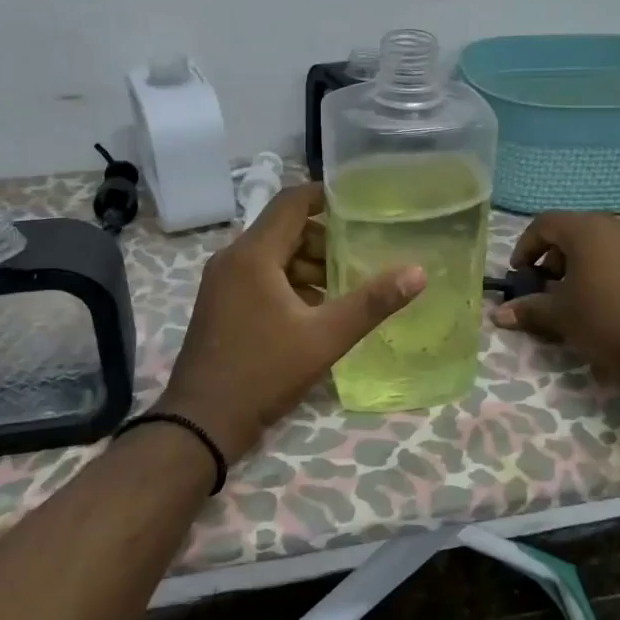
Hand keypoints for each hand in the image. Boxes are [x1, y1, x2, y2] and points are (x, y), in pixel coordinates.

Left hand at [159, 183, 425, 462]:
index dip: (326, 196)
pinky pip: (260, 277)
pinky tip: (315, 311)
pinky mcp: (220, 304)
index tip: (361, 206)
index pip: (291, 202)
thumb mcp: (325, 338)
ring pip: (273, 256)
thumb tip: (417, 272)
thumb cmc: (263, 373)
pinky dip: (289, 283)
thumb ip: (372, 303)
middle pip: (284, 229)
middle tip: (360, 258)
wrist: (201, 423)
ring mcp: (222, 283)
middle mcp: (232, 259)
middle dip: (324, 240)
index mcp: (253, 255)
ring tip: (344, 289)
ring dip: (308, 265)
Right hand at [495, 212, 619, 381]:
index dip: (526, 247)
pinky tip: (599, 298)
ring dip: (577, 263)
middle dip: (552, 257)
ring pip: (596, 242)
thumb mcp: (561, 315)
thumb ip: (529, 309)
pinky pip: (618, 254)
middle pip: (571, 230)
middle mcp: (614, 225)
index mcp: (586, 229)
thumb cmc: (604, 320)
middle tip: (544, 286)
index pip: (545, 224)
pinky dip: (601, 267)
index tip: (520, 274)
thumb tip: (499, 314)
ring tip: (571, 295)